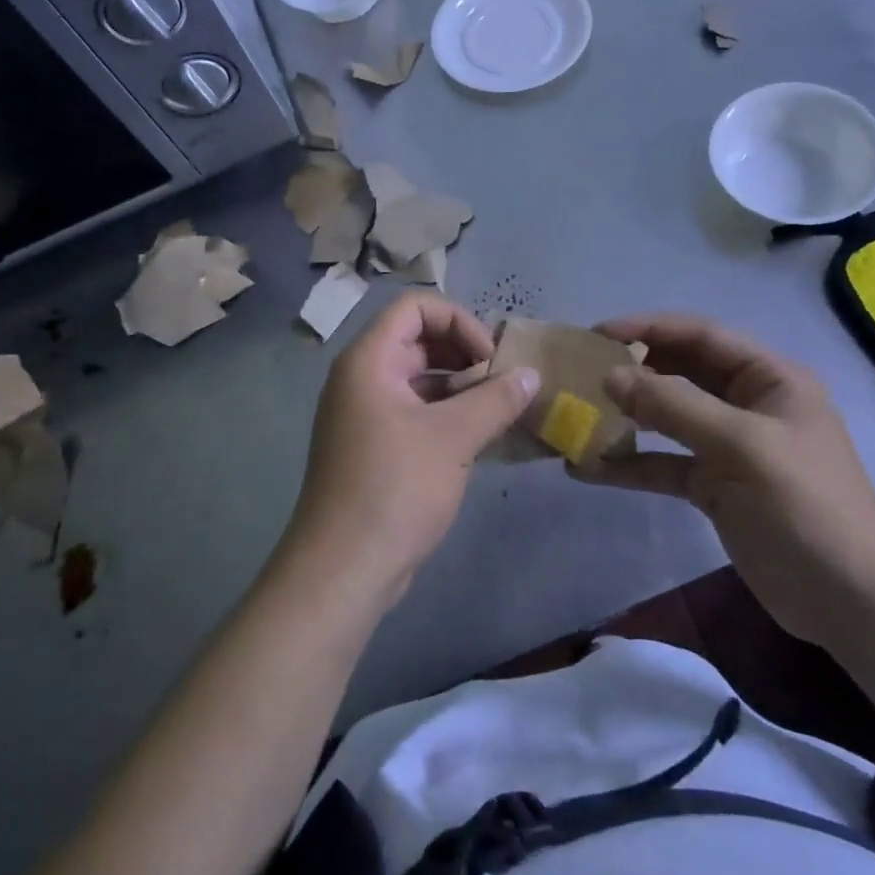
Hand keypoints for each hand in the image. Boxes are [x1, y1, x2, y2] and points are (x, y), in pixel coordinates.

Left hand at [283, 293, 538, 608]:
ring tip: (500, 408)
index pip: (414, 307)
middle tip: (503, 382)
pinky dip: (447, 414)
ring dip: (460, 386)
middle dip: (464, 354)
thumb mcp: (453, 438)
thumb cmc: (394, 488)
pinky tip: (481, 435)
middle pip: (417, 340)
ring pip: (419, 378)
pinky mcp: (374, 445)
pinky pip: (415, 411)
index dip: (458, 321)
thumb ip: (495, 399)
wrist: (343, 568)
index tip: (490, 358)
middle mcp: (362, 377)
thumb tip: (531, 374)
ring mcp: (365, 413)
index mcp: (369, 360)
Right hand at [595, 313, 874, 645]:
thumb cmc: (804, 506)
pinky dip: (630, 464)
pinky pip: (665, 463)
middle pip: (681, 372)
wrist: (851, 603)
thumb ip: (673, 406)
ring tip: (579, 415)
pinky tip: (588, 469)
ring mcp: (730, 447)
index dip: (649, 328)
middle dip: (633, 370)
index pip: (701, 336)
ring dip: (627, 417)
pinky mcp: (715, 486)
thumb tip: (609, 376)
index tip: (597, 334)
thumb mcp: (740, 446)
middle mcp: (748, 404)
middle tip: (581, 373)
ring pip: (668, 419)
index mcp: (769, 379)